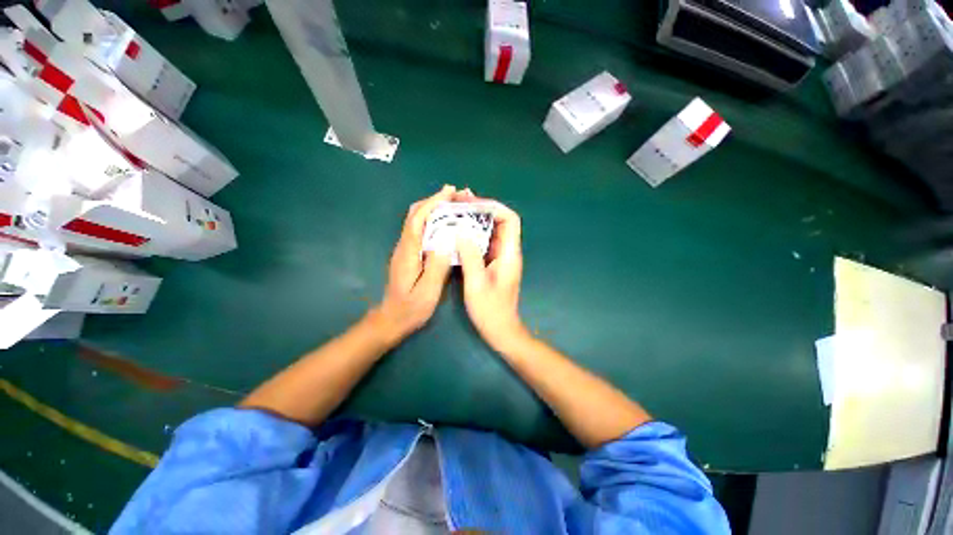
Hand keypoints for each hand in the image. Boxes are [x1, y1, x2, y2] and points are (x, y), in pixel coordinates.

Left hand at [374, 186, 454, 342]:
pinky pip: (421, 230)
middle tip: (456, 195)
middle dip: (434, 200)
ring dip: (434, 208)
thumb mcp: (428, 292)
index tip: (449, 191)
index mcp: (408, 252)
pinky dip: (433, 220)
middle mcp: (404, 246)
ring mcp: (405, 249)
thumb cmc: (411, 308)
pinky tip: (446, 224)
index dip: (433, 202)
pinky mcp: (409, 254)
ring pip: (417, 220)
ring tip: (454, 204)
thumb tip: (447, 241)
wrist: (391, 319)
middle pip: (415, 214)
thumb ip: (437, 266)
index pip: (418, 219)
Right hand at [457, 196, 528, 351]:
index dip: (494, 207)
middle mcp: (508, 251)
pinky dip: (474, 233)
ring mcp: (501, 257)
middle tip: (459, 202)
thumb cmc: (490, 310)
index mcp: (509, 254)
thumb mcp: (477, 284)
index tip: (472, 203)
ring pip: (492, 230)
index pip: (510, 219)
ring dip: (476, 219)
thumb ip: (470, 256)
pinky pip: (486, 241)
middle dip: (482, 208)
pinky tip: (459, 231)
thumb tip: (461, 231)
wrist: (501, 329)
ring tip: (456, 210)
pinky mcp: (494, 263)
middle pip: (501, 221)